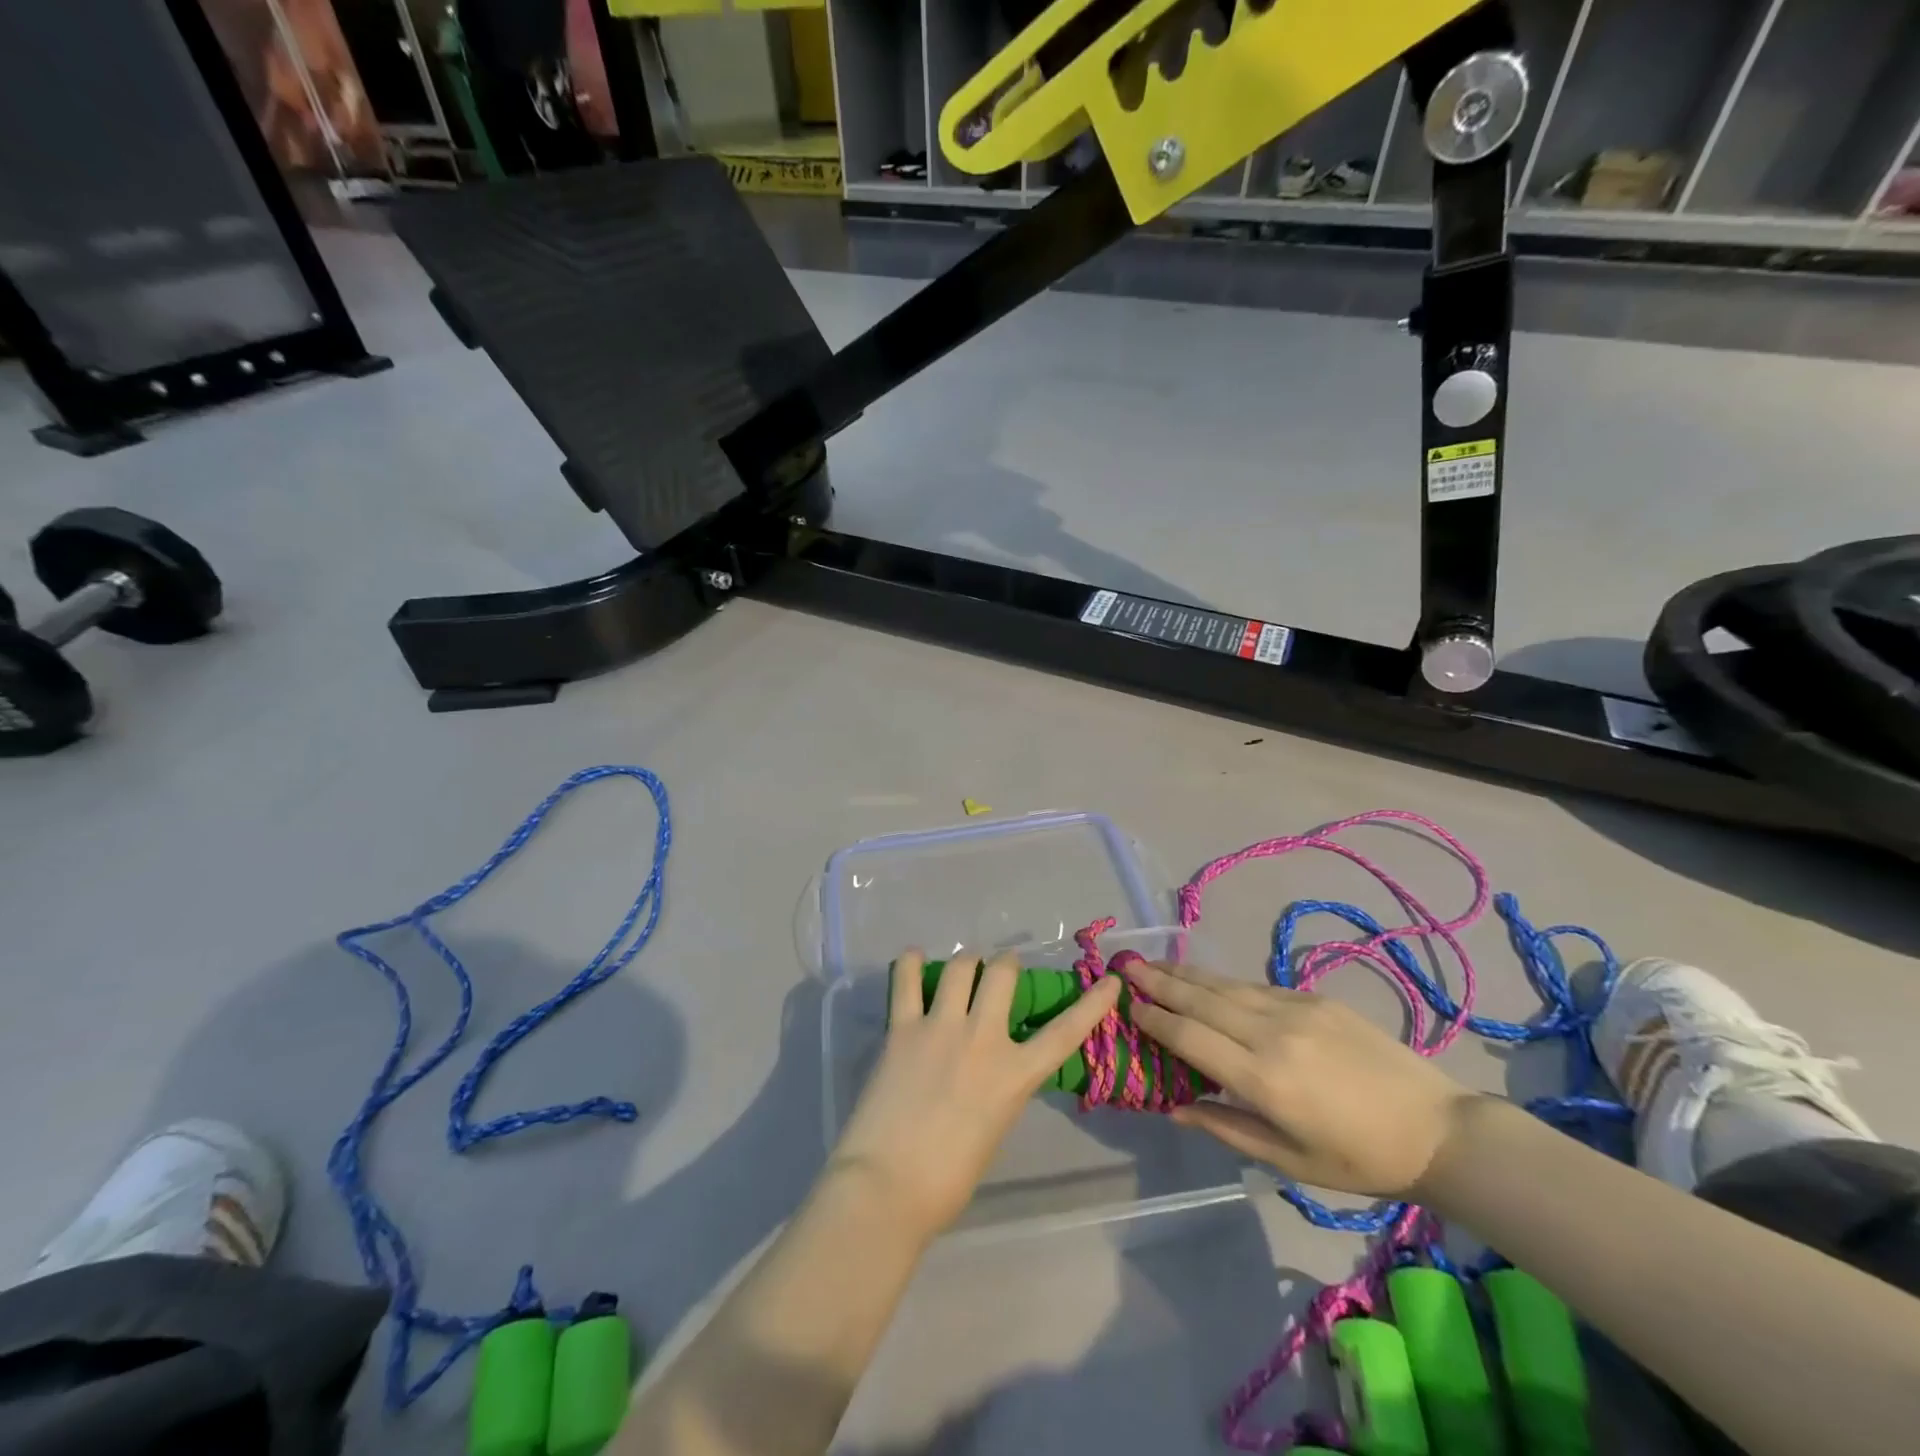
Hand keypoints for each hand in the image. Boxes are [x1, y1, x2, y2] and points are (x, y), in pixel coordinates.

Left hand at [829, 950, 1123, 1237]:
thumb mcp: (995, 1128)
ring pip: (959, 966)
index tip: (1110, 981)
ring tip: (962, 968)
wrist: (889, 1187)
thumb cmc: (948, 1179)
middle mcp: (982, 1038)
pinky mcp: (902, 1028)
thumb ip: (1000, 1088)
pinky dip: (909, 963)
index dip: (1092, 1004)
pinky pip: (905, 979)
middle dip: (1006, 963)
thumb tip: (991, 1067)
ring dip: (965, 962)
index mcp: (1014, 1075)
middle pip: (1002, 973)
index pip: (1065, 1032)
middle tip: (1000, 970)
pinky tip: (912, 959)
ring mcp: (940, 1027)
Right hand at [1124, 962, 1472, 1197]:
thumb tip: (1173, 1107)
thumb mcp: (1289, 1162)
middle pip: (1200, 1000)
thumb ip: (1226, 1127)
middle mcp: (1272, 1034)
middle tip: (1123, 965)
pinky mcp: (1314, 998)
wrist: (1437, 1129)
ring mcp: (1295, 1009)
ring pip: (1224, 984)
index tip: (1125, 1007)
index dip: (1154, 1020)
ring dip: (1183, 972)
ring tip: (1151, 962)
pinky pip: (1254, 985)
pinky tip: (1203, 977)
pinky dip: (1220, 980)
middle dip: (1157, 981)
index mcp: (1265, 1080)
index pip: (1190, 1038)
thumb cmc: (1359, 1159)